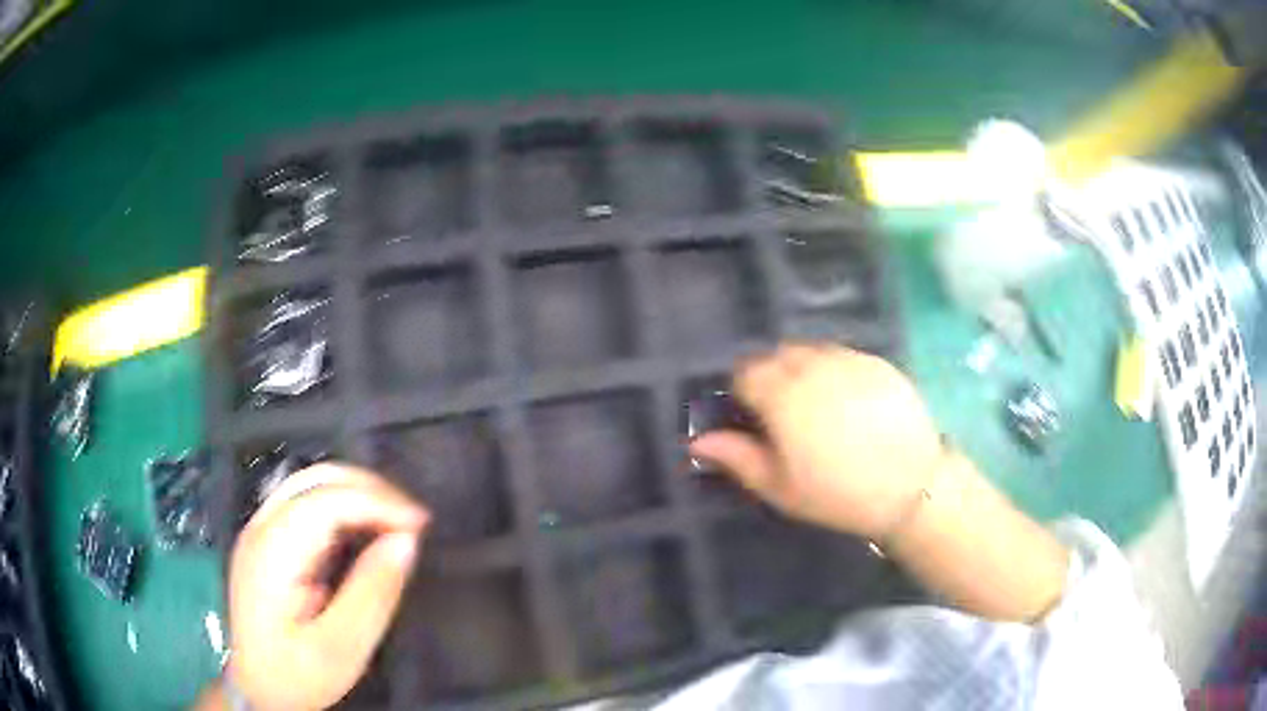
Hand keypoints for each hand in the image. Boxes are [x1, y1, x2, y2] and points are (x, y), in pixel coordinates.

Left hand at [227, 463, 428, 710]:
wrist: (258, 689)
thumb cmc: (298, 674)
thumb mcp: (342, 647)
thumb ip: (372, 593)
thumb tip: (406, 542)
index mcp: (273, 551)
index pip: (327, 500)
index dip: (378, 502)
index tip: (421, 525)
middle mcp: (261, 528)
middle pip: (317, 480)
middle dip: (371, 489)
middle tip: (414, 521)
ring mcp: (261, 531)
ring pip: (313, 485)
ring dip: (360, 494)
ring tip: (397, 523)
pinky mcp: (269, 542)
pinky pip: (309, 504)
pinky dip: (345, 507)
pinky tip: (367, 529)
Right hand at [689, 343, 946, 539]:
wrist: (910, 487)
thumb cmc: (837, 493)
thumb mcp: (780, 487)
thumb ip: (737, 457)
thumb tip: (696, 441)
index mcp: (783, 395)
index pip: (746, 373)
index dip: (744, 394)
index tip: (754, 418)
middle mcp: (813, 367)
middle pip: (777, 355)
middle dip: (771, 377)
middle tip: (784, 415)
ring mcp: (849, 360)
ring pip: (810, 351)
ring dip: (802, 369)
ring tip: (817, 406)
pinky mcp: (877, 363)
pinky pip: (843, 355)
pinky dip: (834, 370)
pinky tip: (848, 402)